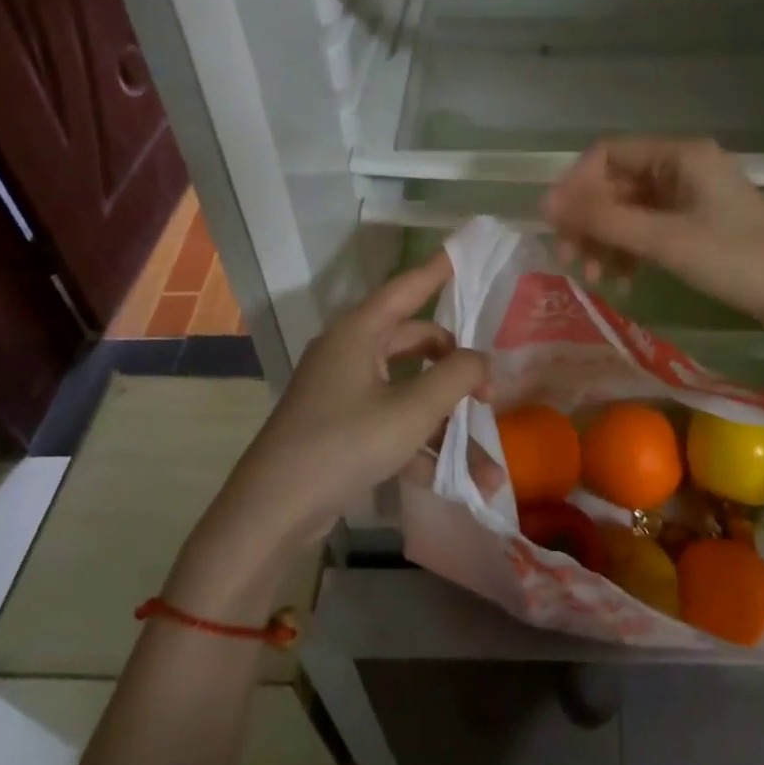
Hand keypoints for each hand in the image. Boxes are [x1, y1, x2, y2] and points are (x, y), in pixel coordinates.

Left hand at [214, 251, 485, 555]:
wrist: (272, 512)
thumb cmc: (344, 444)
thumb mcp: (411, 410)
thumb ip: (456, 376)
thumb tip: (481, 360)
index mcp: (360, 332)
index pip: (407, 287)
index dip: (438, 270)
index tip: (463, 252)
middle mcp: (351, 352)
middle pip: (416, 344)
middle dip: (457, 370)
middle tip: (491, 394)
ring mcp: (344, 392)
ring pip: (409, 392)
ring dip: (446, 425)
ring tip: (488, 467)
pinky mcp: (341, 428)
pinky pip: (392, 423)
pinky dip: (421, 445)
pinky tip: (457, 482)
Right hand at [542, 138, 763, 334]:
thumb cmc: (739, 261)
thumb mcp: (667, 241)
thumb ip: (606, 220)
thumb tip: (545, 204)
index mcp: (679, 155)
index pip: (607, 154)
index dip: (575, 186)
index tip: (555, 224)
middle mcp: (681, 167)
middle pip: (615, 183)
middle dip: (590, 220)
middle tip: (572, 259)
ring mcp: (690, 196)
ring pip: (629, 209)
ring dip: (607, 240)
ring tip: (597, 278)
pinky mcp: (696, 223)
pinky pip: (648, 228)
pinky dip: (630, 250)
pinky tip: (623, 280)